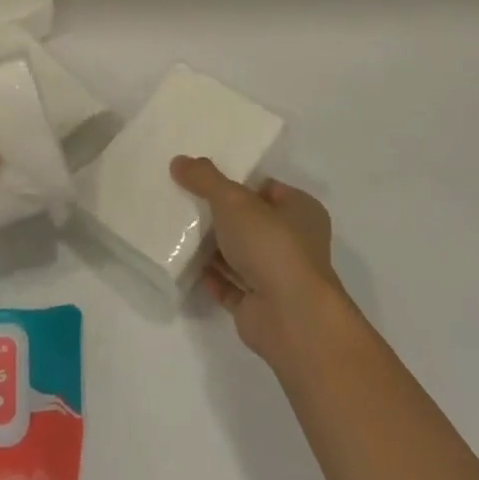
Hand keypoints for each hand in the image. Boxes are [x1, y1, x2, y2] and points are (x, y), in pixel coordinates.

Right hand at [171, 156, 342, 367]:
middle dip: (221, 214)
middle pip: (251, 221)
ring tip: (177, 228)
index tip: (203, 178)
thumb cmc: (271, 245)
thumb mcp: (234, 200)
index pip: (266, 188)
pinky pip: (230, 285)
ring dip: (213, 246)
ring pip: (240, 254)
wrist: (290, 318)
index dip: (237, 181)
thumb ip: (205, 179)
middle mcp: (294, 243)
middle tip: (184, 200)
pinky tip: (185, 264)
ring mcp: (278, 277)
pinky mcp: (259, 306)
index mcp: (301, 211)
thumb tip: (179, 161)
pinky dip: (211, 276)